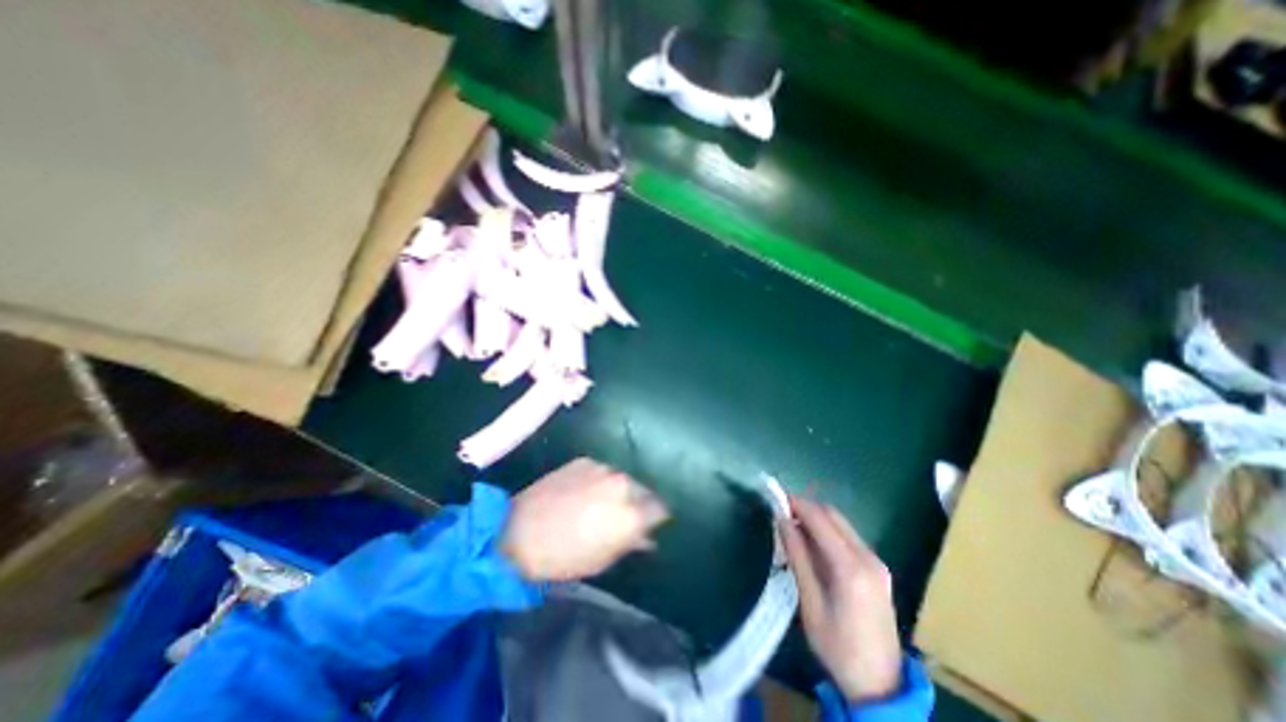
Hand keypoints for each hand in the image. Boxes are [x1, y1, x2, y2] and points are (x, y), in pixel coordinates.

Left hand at [500, 459, 667, 582]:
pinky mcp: (586, 459)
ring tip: (604, 500)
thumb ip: (631, 543)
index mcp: (631, 513)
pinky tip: (587, 490)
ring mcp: (604, 468)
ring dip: (620, 488)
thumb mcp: (603, 560)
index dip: (657, 516)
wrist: (518, 532)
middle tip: (626, 513)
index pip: (661, 508)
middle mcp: (623, 484)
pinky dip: (601, 479)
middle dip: (640, 501)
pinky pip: (603, 469)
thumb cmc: (563, 557)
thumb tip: (647, 535)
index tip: (650, 522)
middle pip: (645, 488)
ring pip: (624, 477)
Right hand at [773, 494, 903, 701]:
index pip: (820, 519)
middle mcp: (868, 558)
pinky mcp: (877, 569)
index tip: (775, 498)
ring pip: (841, 524)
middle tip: (781, 512)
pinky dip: (828, 531)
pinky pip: (848, 537)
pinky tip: (813, 543)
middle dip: (806, 508)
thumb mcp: (811, 604)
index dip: (797, 504)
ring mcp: (876, 562)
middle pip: (833, 515)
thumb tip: (782, 521)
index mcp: (851, 568)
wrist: (882, 686)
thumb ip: (797, 557)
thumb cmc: (838, 648)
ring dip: (817, 518)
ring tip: (792, 526)